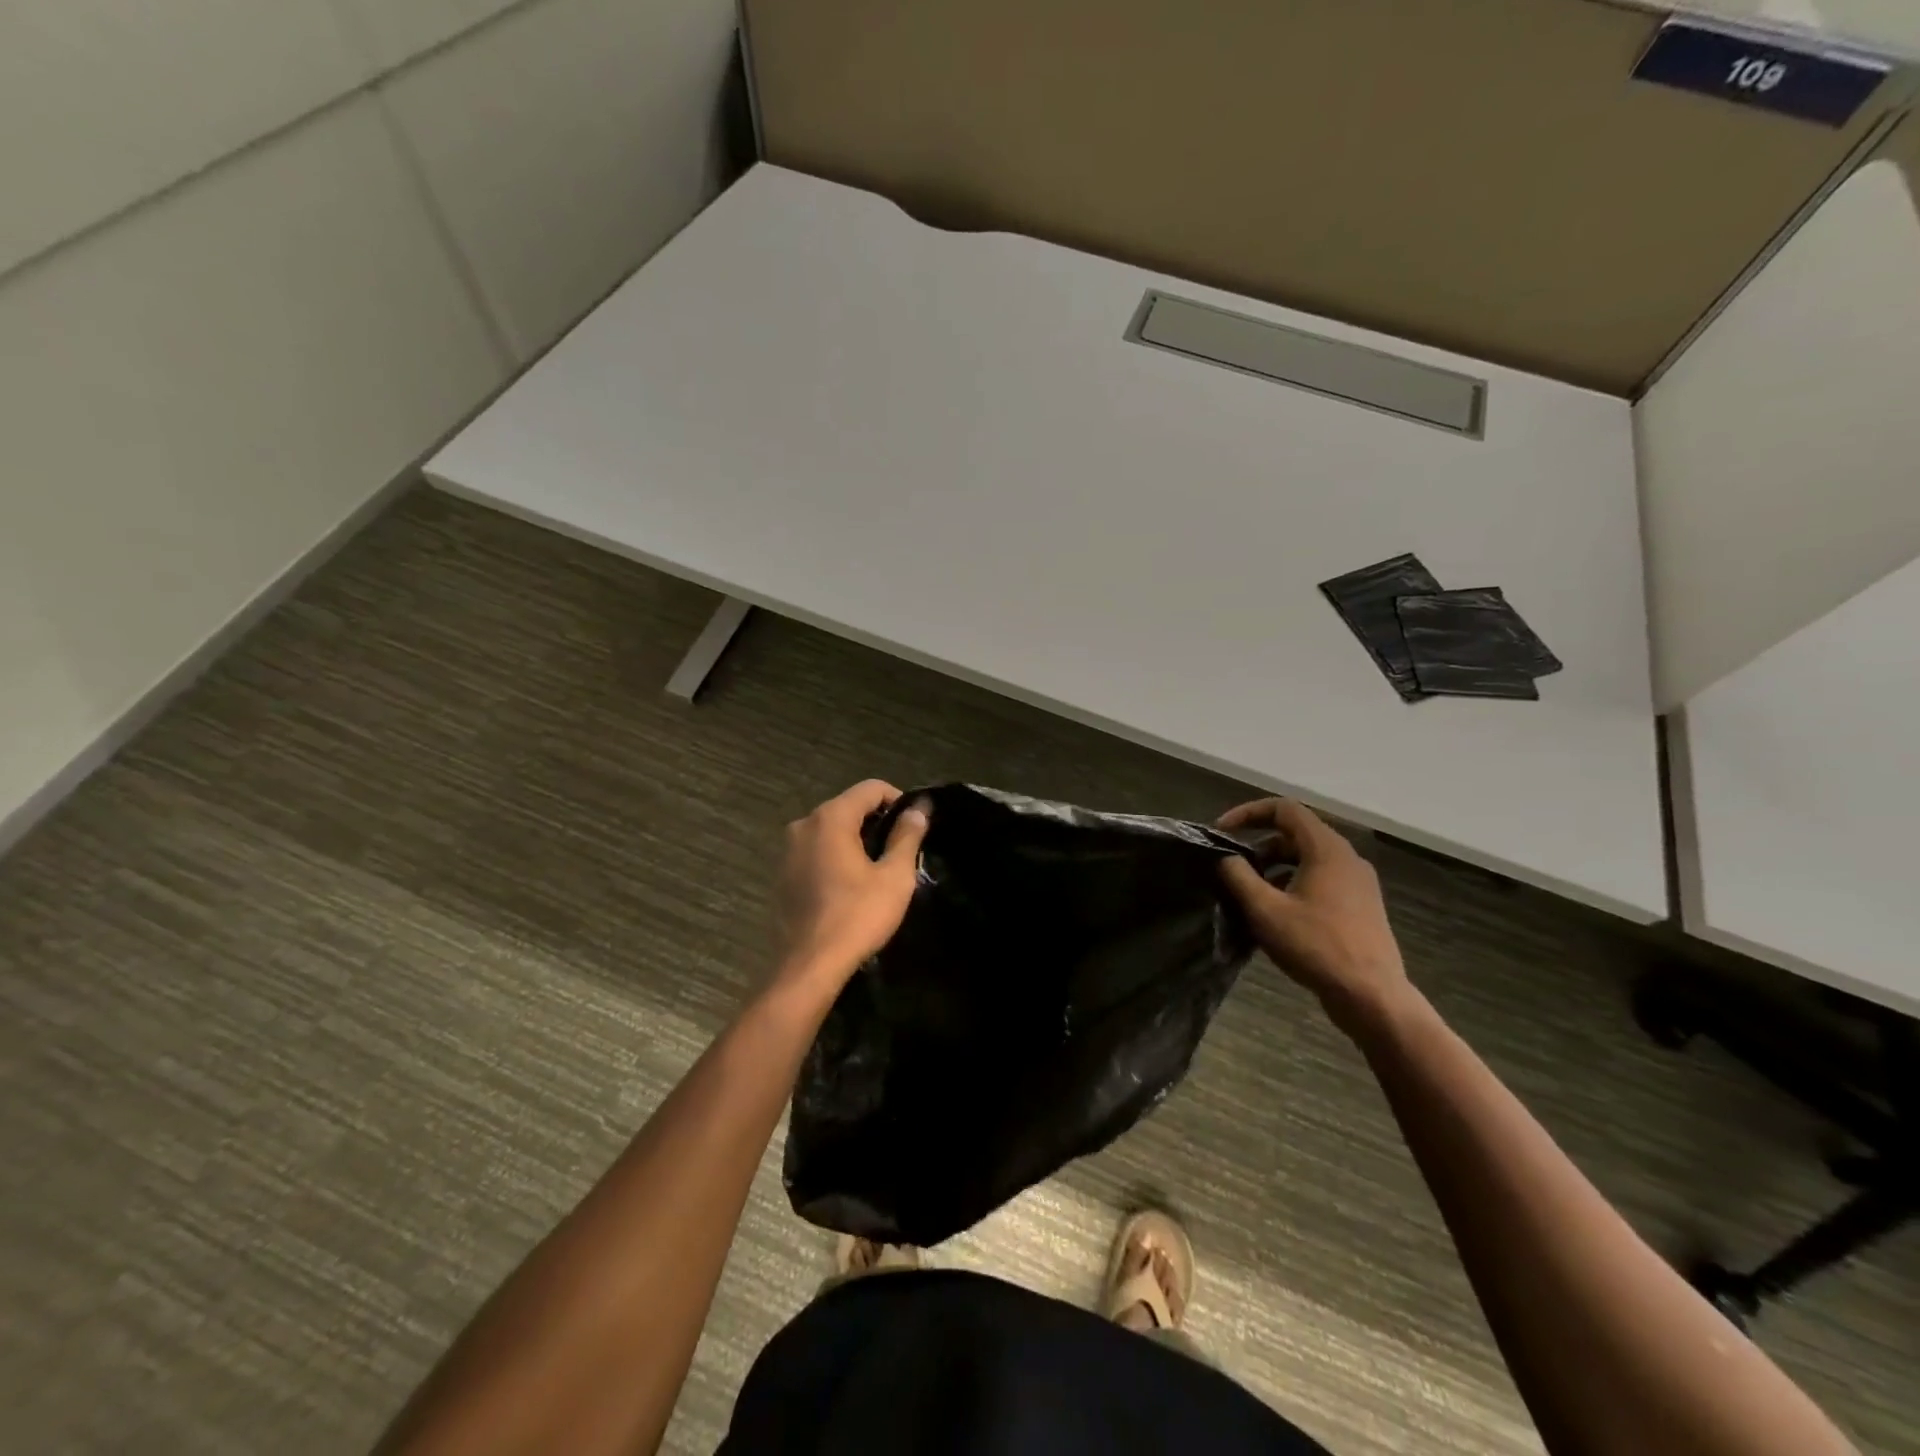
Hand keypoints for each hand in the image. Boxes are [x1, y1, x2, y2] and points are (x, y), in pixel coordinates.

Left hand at [772, 780, 929, 1003]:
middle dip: (876, 821)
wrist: (809, 966)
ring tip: (878, 868)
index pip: (870, 788)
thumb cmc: (857, 917)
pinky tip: (850, 885)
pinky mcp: (782, 874)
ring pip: (830, 829)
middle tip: (900, 848)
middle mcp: (803, 824)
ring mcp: (787, 850)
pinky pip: (815, 851)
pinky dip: (835, 856)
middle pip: (848, 806)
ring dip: (855, 840)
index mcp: (830, 818)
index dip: (898, 800)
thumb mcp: (894, 876)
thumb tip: (919, 808)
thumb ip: (907, 835)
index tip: (914, 825)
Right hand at [1216, 798, 1411, 1031]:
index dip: (1248, 813)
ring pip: (1307, 858)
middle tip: (1232, 867)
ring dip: (1274, 866)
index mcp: (1327, 849)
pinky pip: (1320, 879)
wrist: (1371, 996)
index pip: (1284, 809)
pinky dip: (1293, 883)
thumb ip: (1238, 876)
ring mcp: (1358, 882)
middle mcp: (1347, 858)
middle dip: (1259, 844)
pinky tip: (1277, 912)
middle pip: (1295, 834)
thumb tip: (1225, 858)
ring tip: (1250, 892)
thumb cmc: (1316, 946)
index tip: (1222, 833)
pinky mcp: (1360, 905)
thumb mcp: (1265, 910)